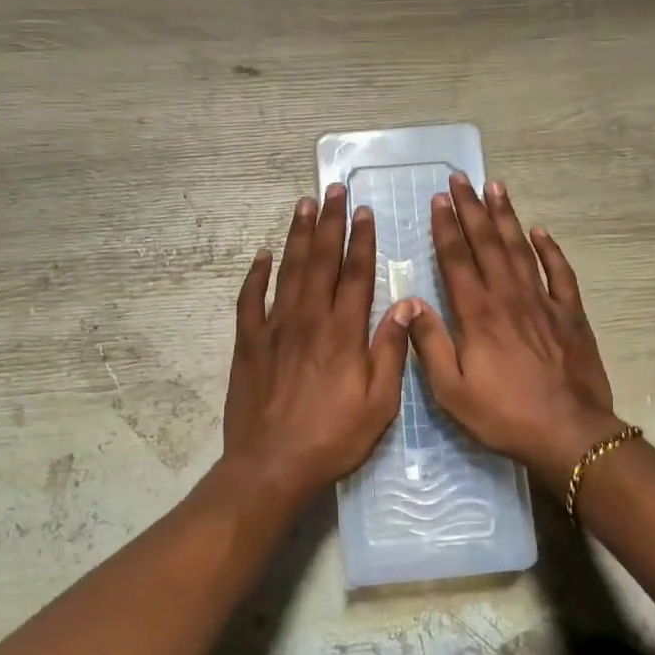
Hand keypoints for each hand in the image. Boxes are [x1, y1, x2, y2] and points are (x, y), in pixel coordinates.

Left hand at [222, 185, 415, 502]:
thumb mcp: (379, 403)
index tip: (363, 211)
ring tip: (303, 205)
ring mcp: (275, 329)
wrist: (272, 465)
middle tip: (332, 189)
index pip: (356, 274)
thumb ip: (391, 351)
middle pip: (321, 261)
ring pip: (288, 271)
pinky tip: (262, 254)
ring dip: (297, 236)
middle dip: (329, 223)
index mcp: (344, 332)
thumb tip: (405, 305)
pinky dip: (256, 275)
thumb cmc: (333, 438)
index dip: (361, 240)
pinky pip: (250, 300)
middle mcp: (309, 320)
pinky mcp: (248, 343)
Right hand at [406, 175, 621, 481]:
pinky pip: (560, 273)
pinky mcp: (570, 314)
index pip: (457, 260)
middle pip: (487, 244)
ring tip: (496, 187)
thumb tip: (410, 304)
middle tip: (461, 179)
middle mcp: (508, 297)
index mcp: (477, 314)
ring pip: (521, 249)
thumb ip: (430, 344)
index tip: (438, 200)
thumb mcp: (452, 391)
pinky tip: (540, 230)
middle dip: (472, 209)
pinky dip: (550, 249)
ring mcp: (543, 302)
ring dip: (506, 217)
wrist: (569, 433)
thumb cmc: (504, 415)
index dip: (446, 228)